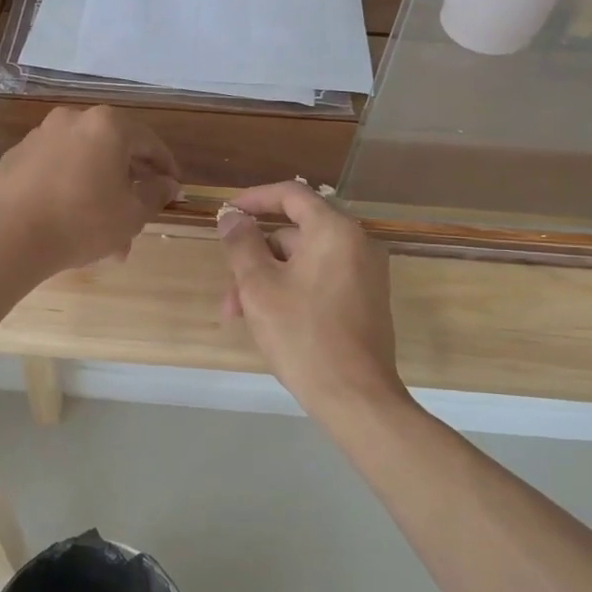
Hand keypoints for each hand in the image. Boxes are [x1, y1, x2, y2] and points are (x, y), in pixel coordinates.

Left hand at [0, 106, 179, 276]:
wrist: (11, 237)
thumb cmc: (83, 221)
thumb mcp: (132, 214)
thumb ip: (156, 194)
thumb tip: (168, 184)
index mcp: (106, 126)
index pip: (148, 142)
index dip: (165, 167)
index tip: (173, 188)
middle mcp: (72, 120)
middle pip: (112, 151)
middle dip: (128, 185)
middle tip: (140, 213)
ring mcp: (39, 137)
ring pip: (82, 164)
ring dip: (98, 192)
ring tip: (106, 234)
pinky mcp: (15, 158)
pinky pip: (54, 171)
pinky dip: (69, 189)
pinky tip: (71, 222)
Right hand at [218, 183, 402, 420]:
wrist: (355, 396)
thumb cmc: (302, 335)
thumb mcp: (259, 287)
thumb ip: (241, 244)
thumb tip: (232, 217)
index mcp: (335, 231)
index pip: (291, 194)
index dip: (254, 198)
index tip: (226, 213)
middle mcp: (357, 243)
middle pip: (295, 233)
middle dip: (255, 257)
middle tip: (229, 290)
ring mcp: (365, 273)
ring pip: (304, 261)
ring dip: (268, 280)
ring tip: (240, 316)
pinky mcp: (366, 299)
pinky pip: (321, 279)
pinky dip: (292, 289)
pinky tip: (268, 321)